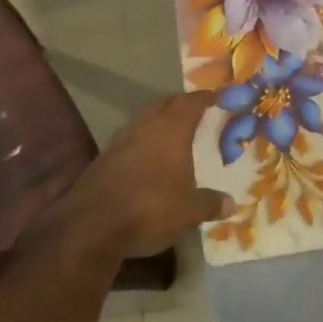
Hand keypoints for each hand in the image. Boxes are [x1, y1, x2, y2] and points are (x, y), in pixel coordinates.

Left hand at [50, 91, 232, 256]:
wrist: (90, 226)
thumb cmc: (150, 208)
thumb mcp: (189, 211)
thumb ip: (211, 203)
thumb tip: (231, 203)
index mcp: (170, 130)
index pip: (190, 103)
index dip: (204, 98)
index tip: (216, 96)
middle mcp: (144, 127)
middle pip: (165, 105)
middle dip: (181, 105)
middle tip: (197, 111)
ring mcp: (119, 141)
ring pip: (144, 120)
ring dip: (159, 121)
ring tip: (174, 132)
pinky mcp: (103, 158)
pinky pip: (130, 140)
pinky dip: (143, 142)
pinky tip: (149, 158)